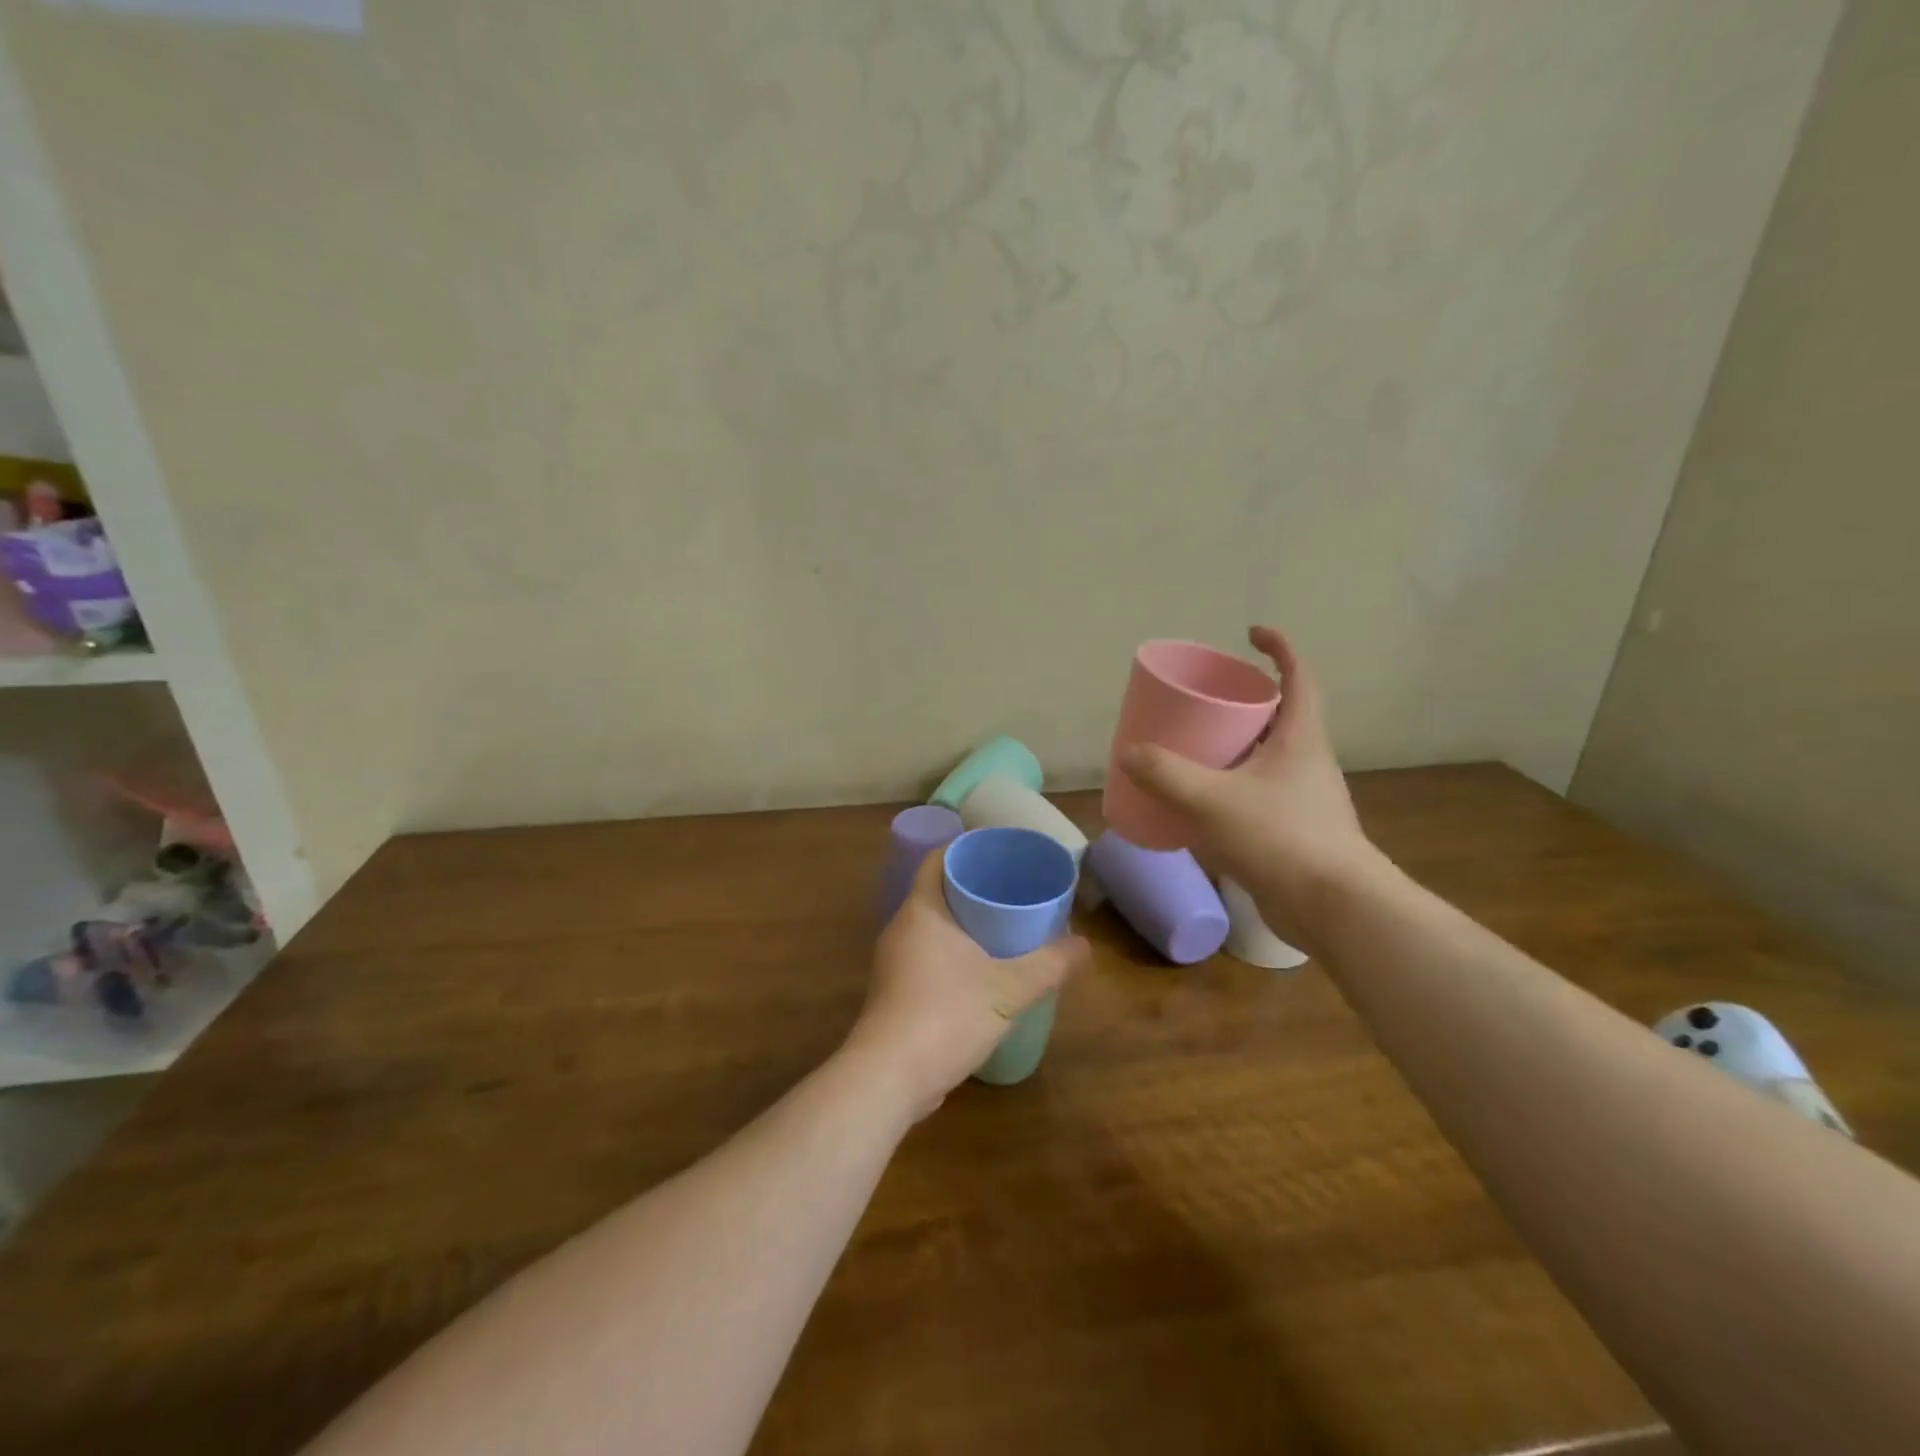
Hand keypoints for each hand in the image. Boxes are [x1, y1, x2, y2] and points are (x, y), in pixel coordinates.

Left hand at [846, 848, 1088, 1119]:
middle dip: (975, 889)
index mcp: (922, 910)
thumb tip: (1084, 946)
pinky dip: (955, 955)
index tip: (1001, 853)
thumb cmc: (946, 1015)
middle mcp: (902, 928)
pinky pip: (929, 957)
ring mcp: (895, 963)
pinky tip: (983, 972)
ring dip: (966, 925)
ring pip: (934, 928)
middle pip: (939, 892)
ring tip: (1006, 929)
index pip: (939, 860)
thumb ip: (1048, 965)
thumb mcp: (1008, 989)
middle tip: (1015, 891)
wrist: (889, 1078)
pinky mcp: (896, 993)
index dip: (968, 850)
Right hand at [1119, 626, 1385, 946]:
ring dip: (1237, 748)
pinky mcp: (1296, 832)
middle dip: (1245, 702)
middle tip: (1204, 702)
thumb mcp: (1212, 800)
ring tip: (1195, 751)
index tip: (1250, 634)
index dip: (1279, 647)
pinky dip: (1233, 788)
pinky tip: (1203, 807)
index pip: (1299, 676)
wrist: (1334, 907)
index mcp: (1301, 738)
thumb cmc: (1280, 837)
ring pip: (1268, 758)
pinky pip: (1260, 794)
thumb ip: (1166, 775)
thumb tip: (1128, 753)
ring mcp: (1305, 798)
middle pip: (1279, 715)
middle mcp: (1308, 761)